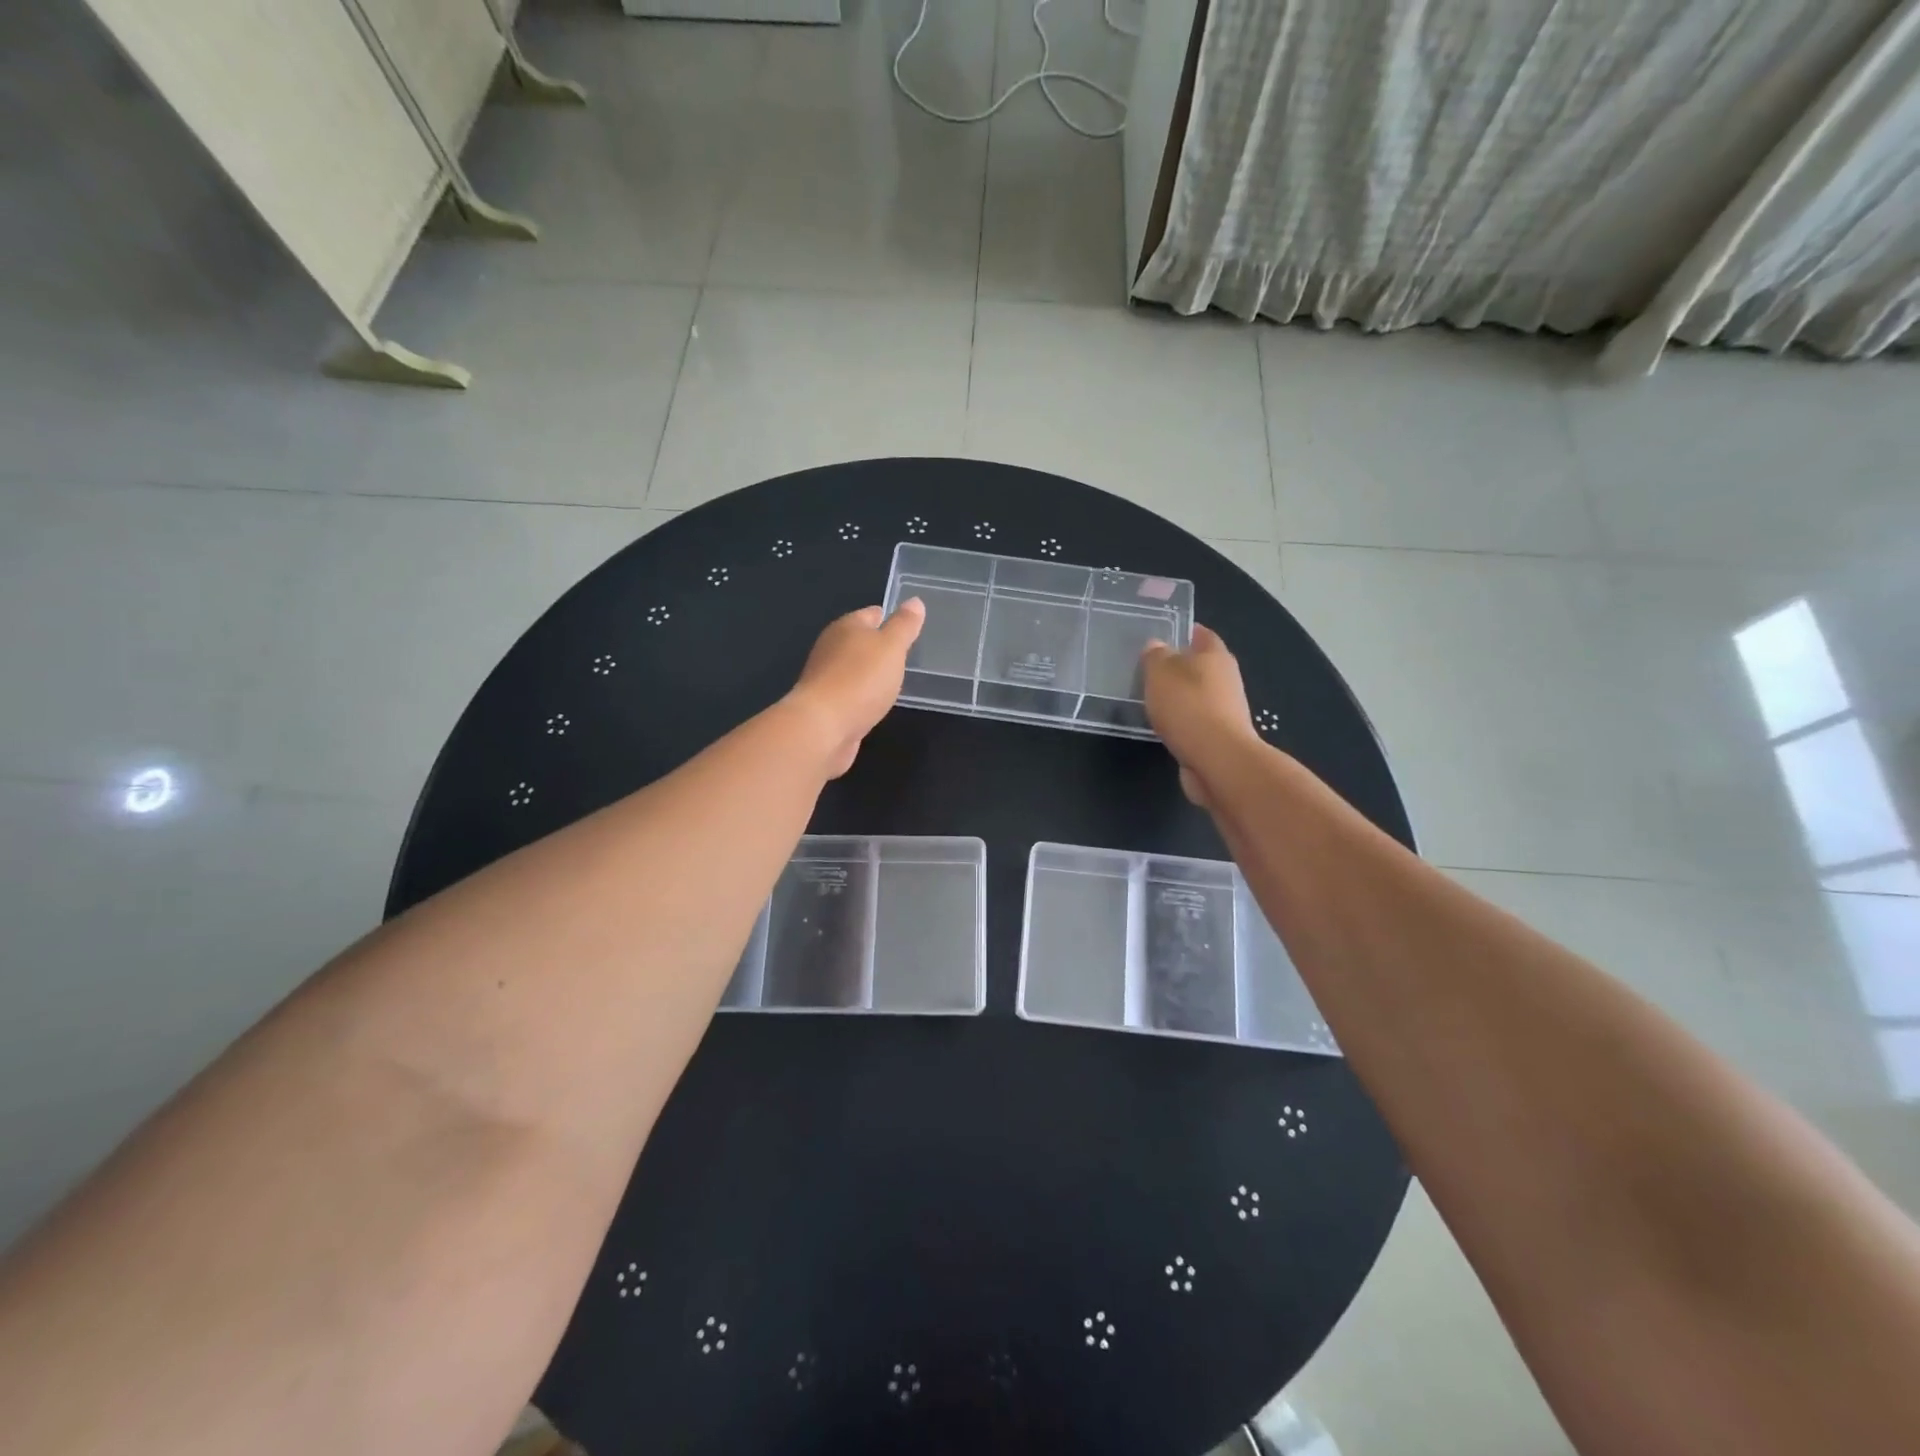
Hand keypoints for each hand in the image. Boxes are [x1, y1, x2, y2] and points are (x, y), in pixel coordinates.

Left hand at [786, 599, 925, 776]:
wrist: (822, 727)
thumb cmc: (860, 680)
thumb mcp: (891, 647)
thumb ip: (904, 625)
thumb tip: (915, 601)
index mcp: (846, 627)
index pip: (873, 613)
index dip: (892, 618)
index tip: (911, 628)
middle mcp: (832, 647)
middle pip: (861, 641)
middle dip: (881, 647)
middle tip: (907, 656)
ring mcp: (826, 677)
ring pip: (855, 668)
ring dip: (871, 673)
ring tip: (895, 680)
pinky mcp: (826, 705)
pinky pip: (851, 693)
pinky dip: (863, 695)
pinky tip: (876, 703)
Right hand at [1140, 624, 1258, 808]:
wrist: (1218, 760)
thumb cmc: (1188, 707)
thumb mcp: (1160, 673)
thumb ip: (1155, 656)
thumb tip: (1156, 645)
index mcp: (1215, 655)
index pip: (1201, 634)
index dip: (1184, 631)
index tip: (1162, 633)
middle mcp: (1226, 679)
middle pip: (1201, 665)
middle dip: (1179, 666)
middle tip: (1149, 668)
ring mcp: (1226, 709)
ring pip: (1198, 695)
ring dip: (1180, 696)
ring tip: (1152, 698)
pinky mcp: (1220, 736)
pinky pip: (1196, 721)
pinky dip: (1182, 721)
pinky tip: (1164, 725)